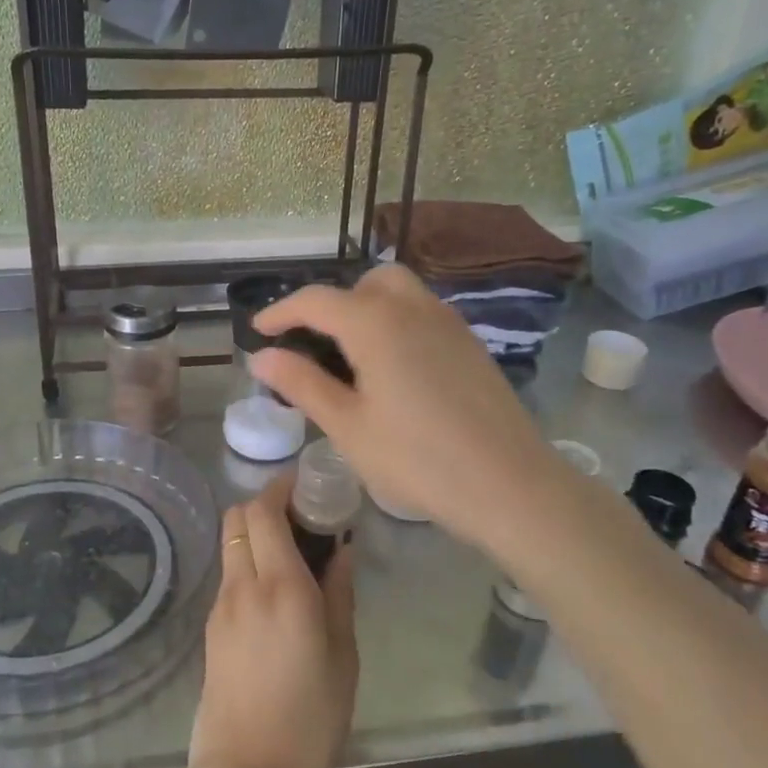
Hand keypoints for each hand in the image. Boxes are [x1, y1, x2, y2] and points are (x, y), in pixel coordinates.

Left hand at [182, 474, 357, 767]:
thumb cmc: (309, 720)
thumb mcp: (343, 659)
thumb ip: (340, 595)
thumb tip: (342, 550)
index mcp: (281, 588)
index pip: (265, 511)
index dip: (282, 487)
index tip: (307, 485)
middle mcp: (244, 586)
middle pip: (238, 517)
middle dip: (266, 504)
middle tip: (303, 518)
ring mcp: (221, 606)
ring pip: (231, 543)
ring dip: (256, 533)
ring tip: (294, 554)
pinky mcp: (212, 628)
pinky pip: (229, 574)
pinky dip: (249, 562)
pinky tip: (277, 593)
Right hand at [251, 264, 562, 550]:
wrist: (509, 485)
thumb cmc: (418, 459)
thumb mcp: (348, 426)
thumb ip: (302, 383)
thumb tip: (261, 357)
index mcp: (375, 322)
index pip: (315, 301)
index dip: (280, 312)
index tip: (258, 332)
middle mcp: (413, 307)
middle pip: (364, 282)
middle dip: (332, 303)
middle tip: (313, 343)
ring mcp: (448, 322)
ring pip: (398, 291)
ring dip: (366, 307)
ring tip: (351, 355)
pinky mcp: (470, 343)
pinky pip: (422, 312)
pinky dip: (396, 321)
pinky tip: (393, 369)